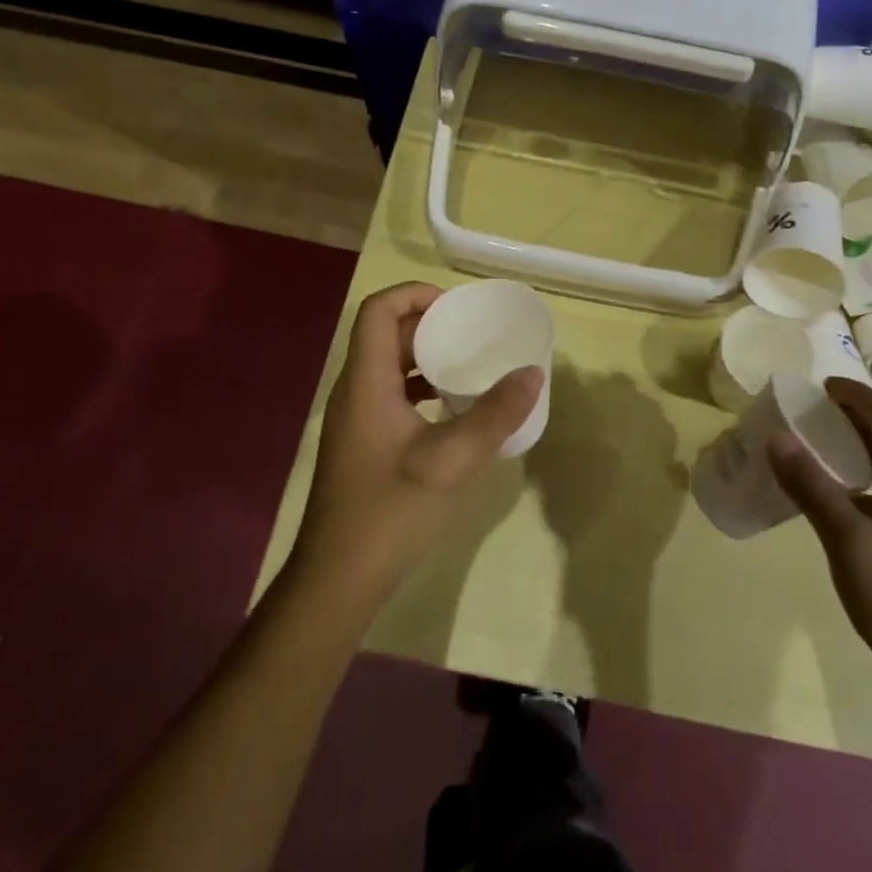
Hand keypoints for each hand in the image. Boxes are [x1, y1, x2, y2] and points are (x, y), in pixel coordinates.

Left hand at [291, 282, 542, 601]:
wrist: (338, 577)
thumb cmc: (390, 511)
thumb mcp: (451, 461)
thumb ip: (495, 415)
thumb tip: (533, 374)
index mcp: (365, 382)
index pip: (378, 310)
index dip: (415, 294)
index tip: (458, 308)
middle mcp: (354, 391)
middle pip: (385, 335)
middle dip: (429, 326)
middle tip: (475, 335)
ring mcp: (355, 419)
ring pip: (388, 367)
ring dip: (426, 358)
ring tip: (470, 367)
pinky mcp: (363, 443)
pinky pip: (391, 395)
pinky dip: (422, 388)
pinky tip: (453, 411)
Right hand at [770, 378, 871, 712]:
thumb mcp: (848, 539)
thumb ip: (813, 487)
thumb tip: (777, 437)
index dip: (856, 395)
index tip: (822, 385)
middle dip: (854, 417)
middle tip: (812, 411)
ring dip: (858, 447)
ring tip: (818, 445)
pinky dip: (861, 479)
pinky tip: (837, 498)